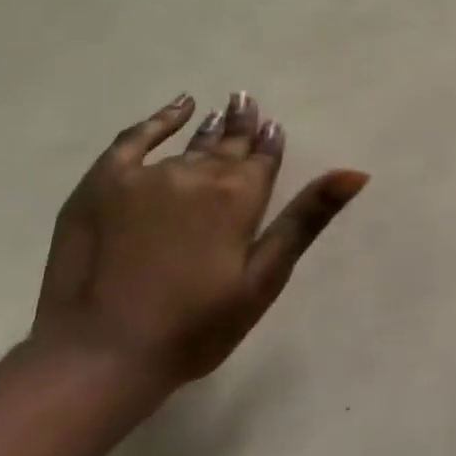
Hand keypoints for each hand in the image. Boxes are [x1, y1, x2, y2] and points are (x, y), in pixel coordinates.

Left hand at [30, 93, 368, 392]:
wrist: (101, 354)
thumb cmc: (194, 326)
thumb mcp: (265, 278)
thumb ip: (306, 220)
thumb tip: (354, 172)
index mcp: (240, 196)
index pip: (263, 158)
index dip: (270, 142)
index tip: (274, 125)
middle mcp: (198, 174)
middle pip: (228, 144)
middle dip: (242, 124)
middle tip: (246, 101)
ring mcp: (147, 175)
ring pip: (189, 144)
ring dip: (209, 127)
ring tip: (221, 110)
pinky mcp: (103, 183)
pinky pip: (135, 138)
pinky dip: (158, 120)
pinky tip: (177, 108)